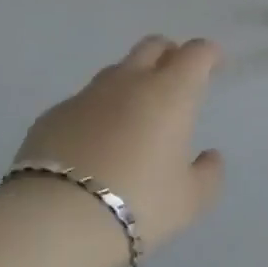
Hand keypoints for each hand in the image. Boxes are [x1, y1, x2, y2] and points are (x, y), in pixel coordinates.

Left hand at [12, 36, 226, 261]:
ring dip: (131, 82)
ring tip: (134, 117)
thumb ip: (208, 174)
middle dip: (169, 55)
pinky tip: (94, 144)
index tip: (214, 65)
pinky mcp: (53, 115)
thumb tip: (209, 157)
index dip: (208, 54)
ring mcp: (87, 95)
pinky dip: (97, 112)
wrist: (54, 220)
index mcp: (170, 93)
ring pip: (116, 71)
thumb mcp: (189, 201)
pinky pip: (83, 102)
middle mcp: (129, 82)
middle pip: (153, 46)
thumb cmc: (138, 204)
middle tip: (175, 81)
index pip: (195, 53)